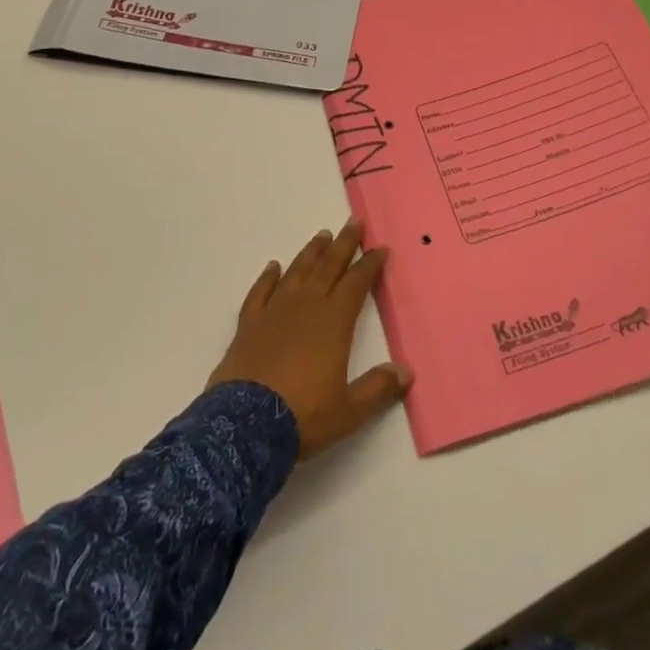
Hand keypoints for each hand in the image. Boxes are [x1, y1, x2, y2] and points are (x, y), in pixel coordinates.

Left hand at [208, 219, 411, 458]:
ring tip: (322, 236)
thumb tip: (406, 373)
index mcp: (333, 322)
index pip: (356, 283)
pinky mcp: (248, 325)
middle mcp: (305, 307)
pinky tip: (273, 266)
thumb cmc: (302, 416)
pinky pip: (260, 292)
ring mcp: (273, 312)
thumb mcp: (348, 411)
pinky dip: (267, 277)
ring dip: (311, 253)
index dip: (370, 265)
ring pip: (296, 272)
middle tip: (353, 223)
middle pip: (328, 267)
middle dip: (343, 244)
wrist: (243, 426)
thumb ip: (377, 389)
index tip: (380, 248)